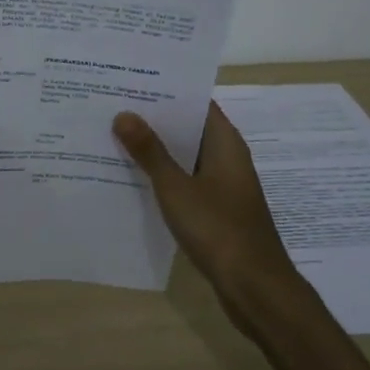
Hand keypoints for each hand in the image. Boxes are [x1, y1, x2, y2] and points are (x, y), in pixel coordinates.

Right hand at [114, 102, 301, 316]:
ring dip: (156, 149)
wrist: (255, 289)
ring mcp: (223, 185)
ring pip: (185, 157)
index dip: (167, 90)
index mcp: (225, 142)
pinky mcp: (217, 210)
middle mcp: (227, 157)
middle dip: (154, 119)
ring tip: (114, 136)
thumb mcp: (176, 188)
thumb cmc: (219, 229)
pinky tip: (132, 178)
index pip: (196, 102)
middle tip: (113, 105)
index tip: (132, 81)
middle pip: (189, 128)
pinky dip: (164, 176)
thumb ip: (150, 152)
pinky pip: (186, 181)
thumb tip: (124, 114)